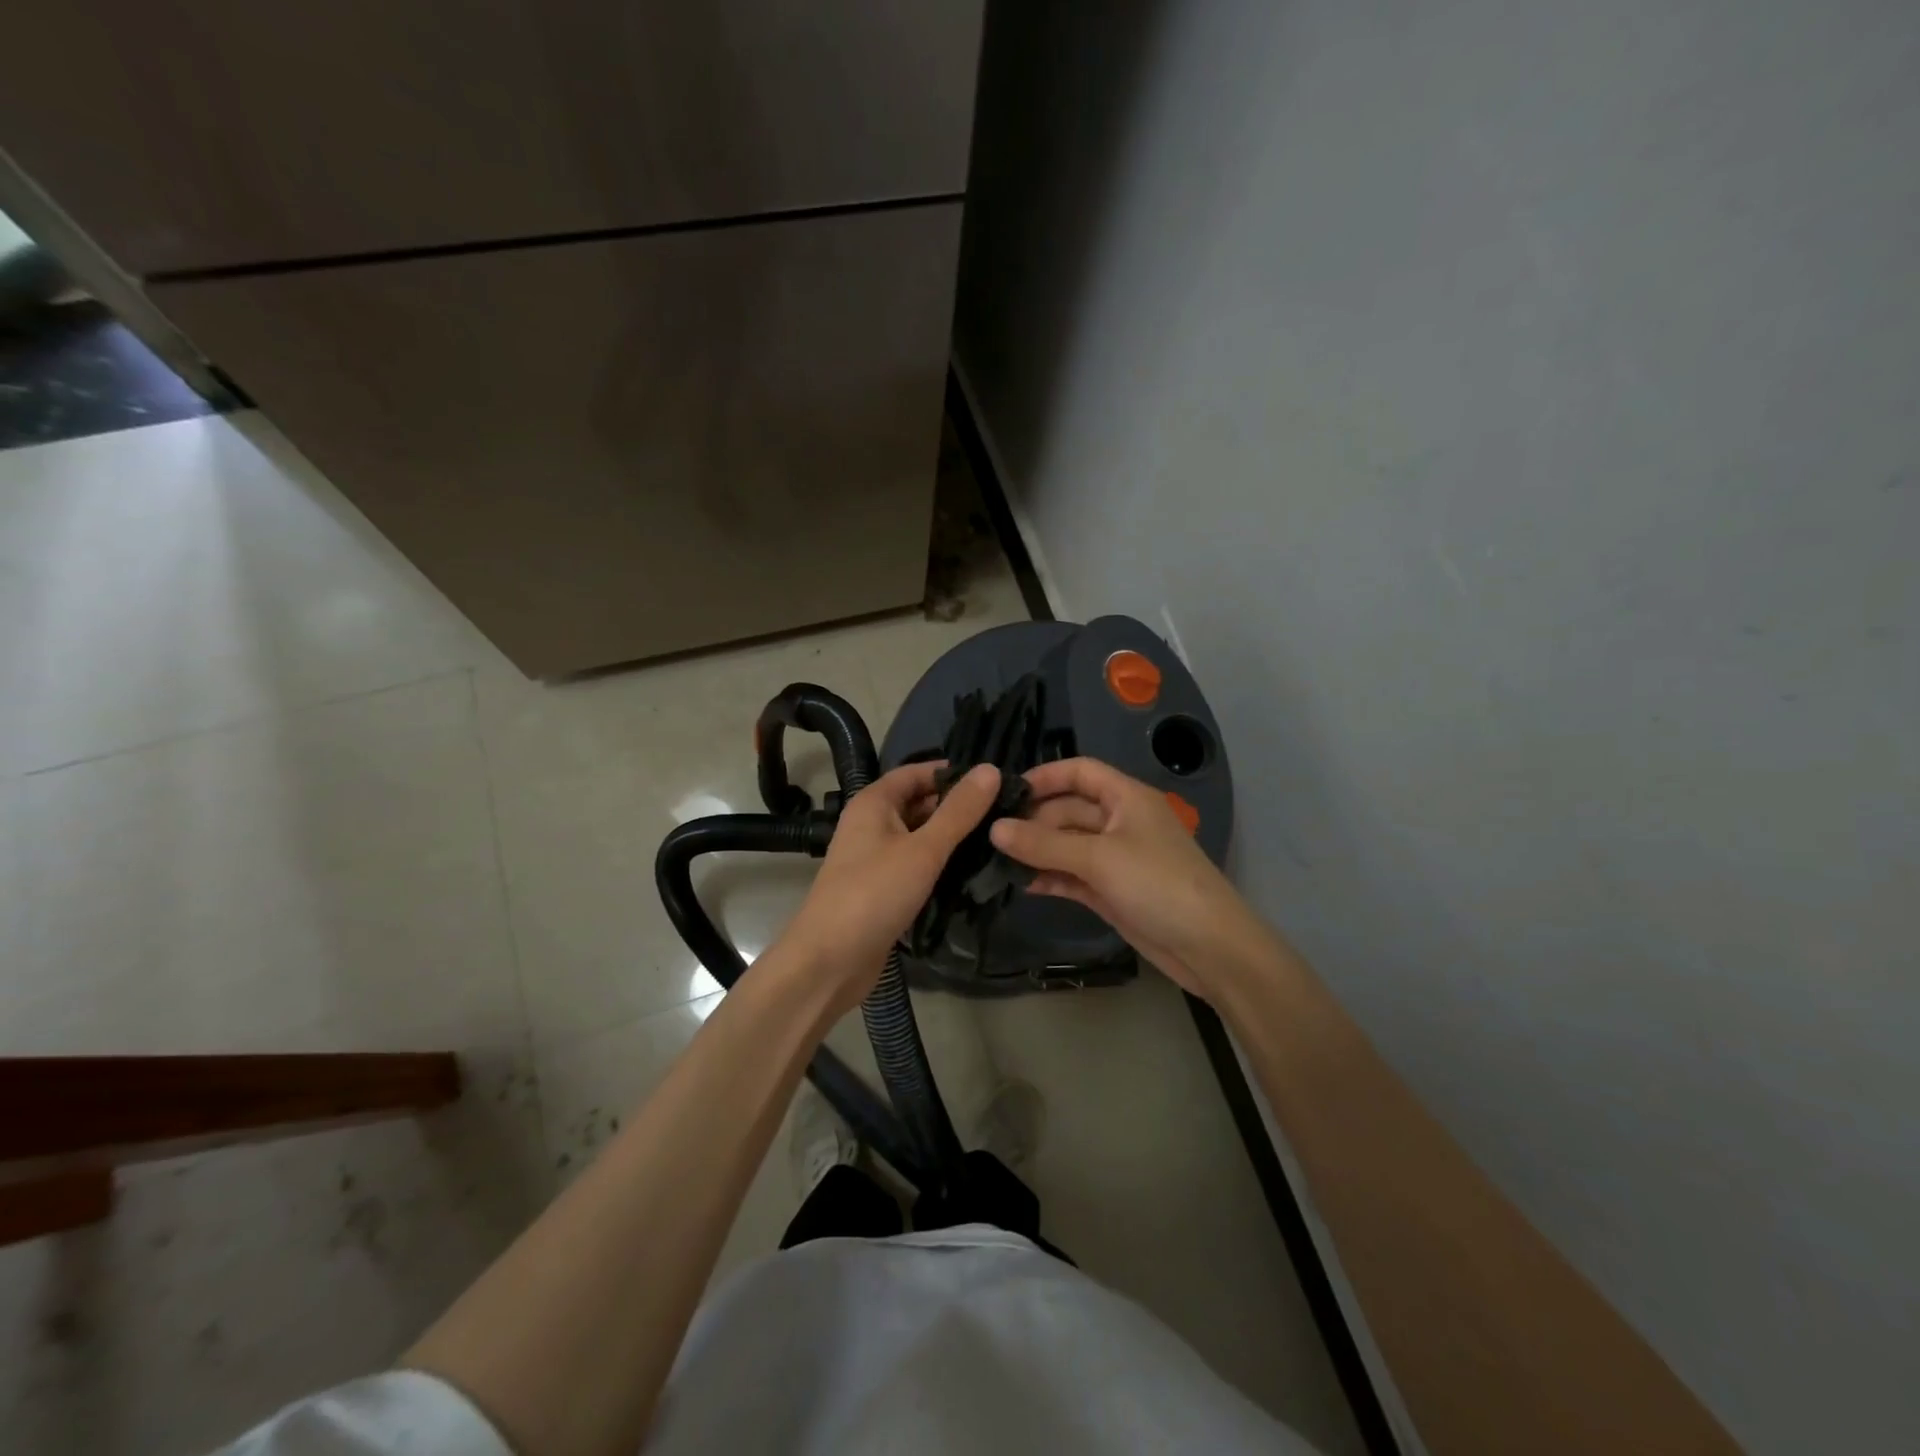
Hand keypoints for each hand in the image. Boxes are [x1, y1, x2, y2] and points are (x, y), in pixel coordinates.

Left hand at [779, 762, 1000, 1009]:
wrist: (829, 962)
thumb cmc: (874, 894)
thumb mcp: (923, 849)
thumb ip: (959, 811)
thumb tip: (991, 769)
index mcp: (874, 803)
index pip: (917, 772)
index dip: (953, 772)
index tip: (995, 780)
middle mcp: (872, 824)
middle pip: (920, 804)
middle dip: (958, 807)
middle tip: (1006, 813)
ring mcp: (876, 859)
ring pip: (920, 837)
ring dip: (952, 838)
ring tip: (1000, 839)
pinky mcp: (883, 889)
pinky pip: (916, 866)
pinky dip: (941, 865)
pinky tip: (974, 872)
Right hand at [989, 758, 1267, 999]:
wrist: (1208, 947)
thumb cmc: (1158, 884)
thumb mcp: (1099, 858)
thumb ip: (1045, 843)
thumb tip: (994, 829)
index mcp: (1126, 798)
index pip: (1080, 772)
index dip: (1045, 776)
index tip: (1005, 791)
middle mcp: (1119, 822)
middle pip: (1068, 809)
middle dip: (1033, 820)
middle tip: (990, 836)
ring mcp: (1114, 858)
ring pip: (1066, 845)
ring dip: (1036, 851)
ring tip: (994, 860)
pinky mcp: (1110, 890)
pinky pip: (1071, 875)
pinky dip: (1049, 876)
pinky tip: (1018, 884)